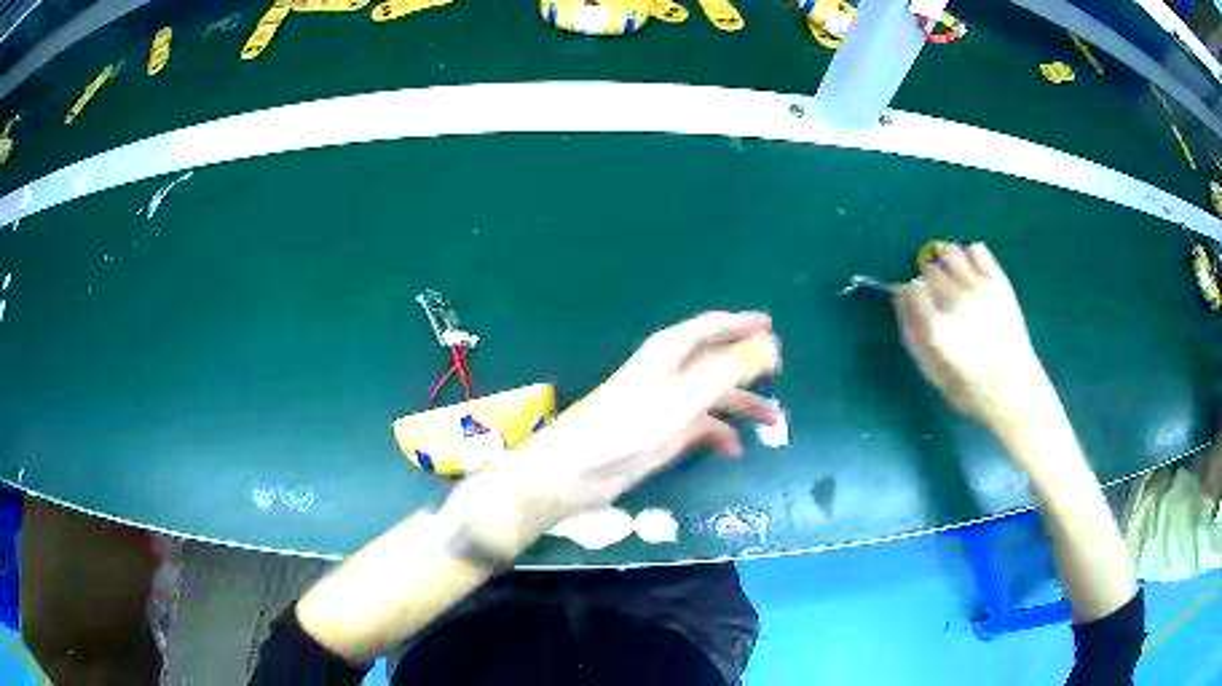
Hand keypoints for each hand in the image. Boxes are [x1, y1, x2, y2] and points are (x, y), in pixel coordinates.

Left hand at [503, 312, 780, 526]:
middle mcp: (670, 374)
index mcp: (670, 354)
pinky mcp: (661, 436)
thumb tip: (769, 344)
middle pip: (717, 362)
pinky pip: (701, 428)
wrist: (576, 472)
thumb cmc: (626, 428)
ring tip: (775, 421)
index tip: (772, 326)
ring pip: (714, 397)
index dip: (741, 324)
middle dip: (749, 366)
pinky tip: (735, 449)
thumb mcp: (682, 396)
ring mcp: (666, 406)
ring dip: (743, 405)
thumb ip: (727, 369)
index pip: (711, 327)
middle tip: (780, 371)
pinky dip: (720, 435)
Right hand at [894, 243, 1054, 426]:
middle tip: (938, 299)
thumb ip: (913, 334)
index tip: (915, 305)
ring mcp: (978, 287)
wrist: (1014, 388)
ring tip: (954, 282)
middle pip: (929, 270)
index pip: (909, 289)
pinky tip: (973, 276)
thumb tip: (901, 300)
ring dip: (947, 265)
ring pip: (950, 254)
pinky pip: (977, 250)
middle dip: (928, 282)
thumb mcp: (932, 371)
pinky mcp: (997, 281)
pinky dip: (970, 257)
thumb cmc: (969, 388)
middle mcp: (955, 301)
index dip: (909, 296)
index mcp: (936, 327)